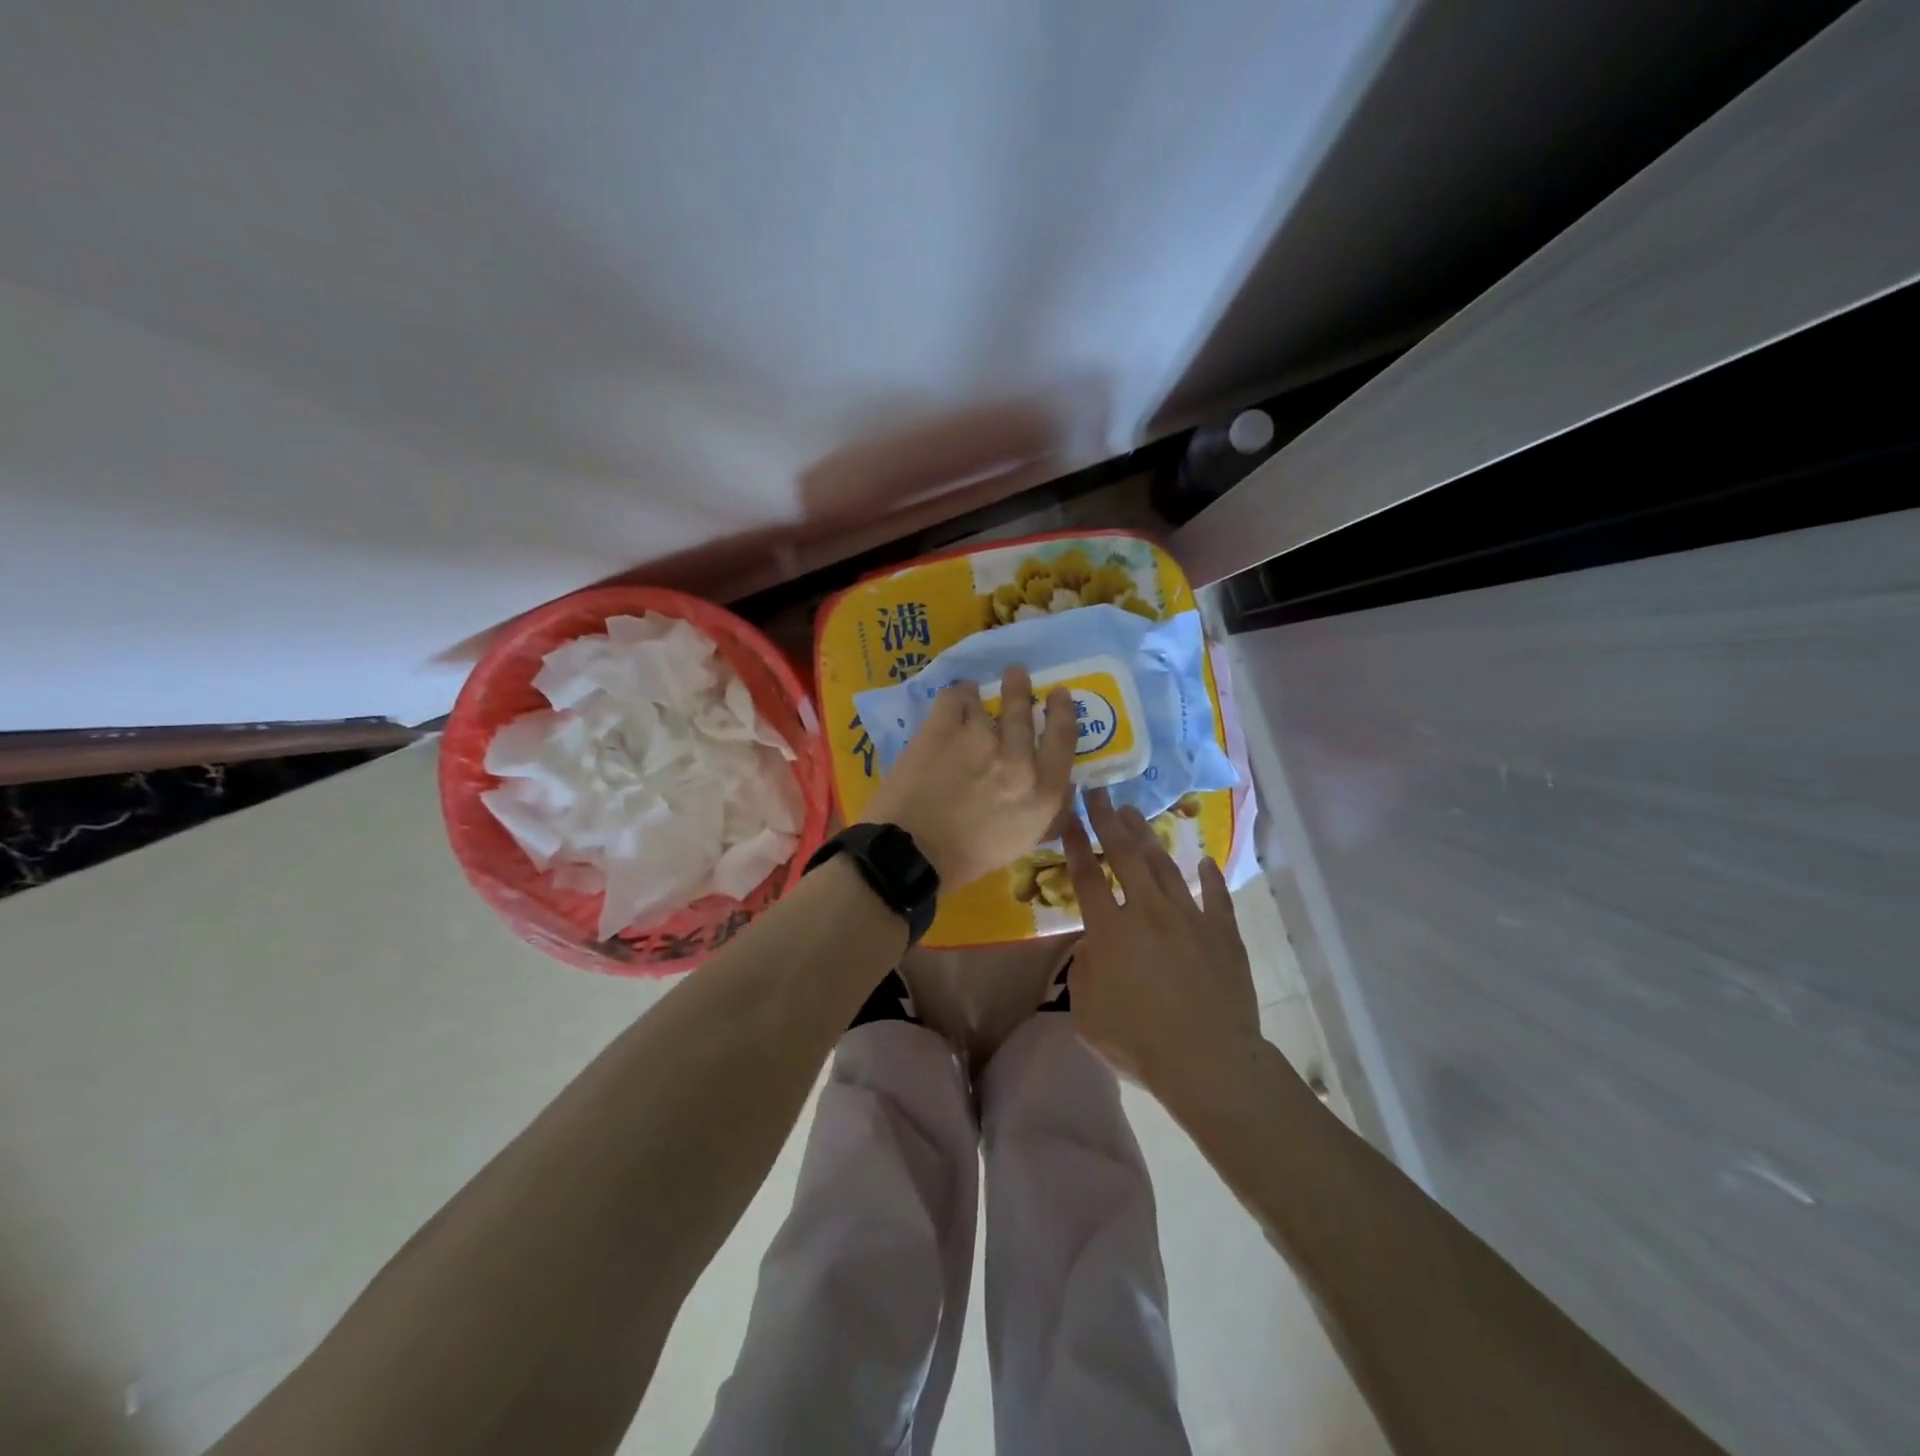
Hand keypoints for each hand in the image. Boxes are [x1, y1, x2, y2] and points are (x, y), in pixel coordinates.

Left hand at [861, 666, 1076, 887]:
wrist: (912, 853)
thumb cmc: (969, 857)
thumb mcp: (1023, 839)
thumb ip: (1045, 807)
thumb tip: (1062, 783)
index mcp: (1041, 792)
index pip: (1063, 740)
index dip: (1063, 712)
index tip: (1059, 695)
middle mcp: (1017, 761)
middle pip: (1024, 711)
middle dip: (1020, 687)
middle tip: (1017, 672)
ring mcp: (978, 739)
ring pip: (984, 702)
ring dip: (979, 695)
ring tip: (972, 691)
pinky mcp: (942, 730)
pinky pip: (954, 698)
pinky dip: (956, 695)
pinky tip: (953, 697)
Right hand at [1061, 789, 1258, 1101]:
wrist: (1208, 1061)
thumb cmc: (1138, 1041)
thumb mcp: (1087, 1014)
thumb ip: (1083, 972)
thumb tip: (1092, 946)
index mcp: (1111, 930)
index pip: (1088, 877)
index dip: (1077, 844)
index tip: (1070, 816)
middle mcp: (1148, 912)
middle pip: (1126, 856)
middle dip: (1109, 821)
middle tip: (1101, 793)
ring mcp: (1190, 918)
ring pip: (1166, 867)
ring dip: (1148, 838)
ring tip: (1136, 813)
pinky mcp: (1223, 933)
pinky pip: (1216, 897)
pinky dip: (1210, 877)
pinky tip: (1205, 860)